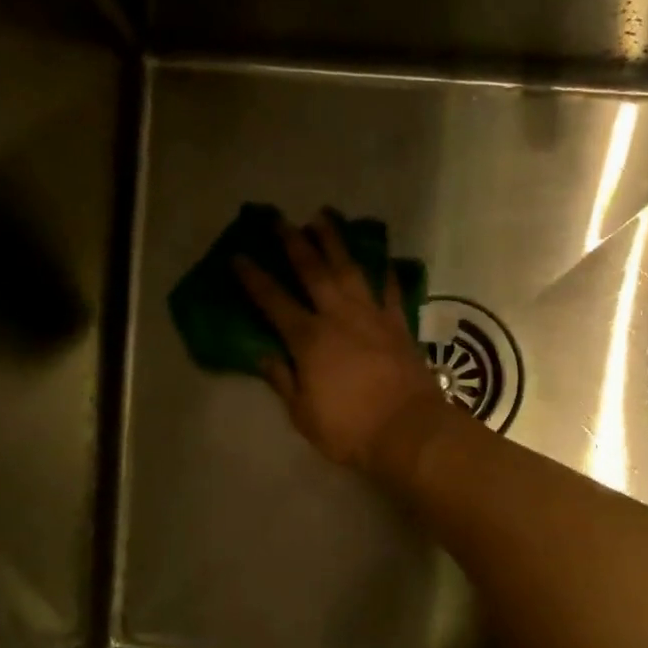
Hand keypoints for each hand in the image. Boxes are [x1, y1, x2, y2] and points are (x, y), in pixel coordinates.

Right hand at [235, 216, 451, 471]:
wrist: (409, 430)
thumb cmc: (350, 430)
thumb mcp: (304, 414)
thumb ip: (283, 381)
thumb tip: (265, 356)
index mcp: (309, 339)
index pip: (274, 302)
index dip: (254, 279)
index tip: (239, 256)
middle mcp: (339, 317)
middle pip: (313, 271)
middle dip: (294, 243)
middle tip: (280, 220)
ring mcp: (373, 317)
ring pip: (351, 270)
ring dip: (335, 242)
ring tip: (323, 217)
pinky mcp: (400, 326)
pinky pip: (391, 291)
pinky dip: (386, 273)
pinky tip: (382, 258)